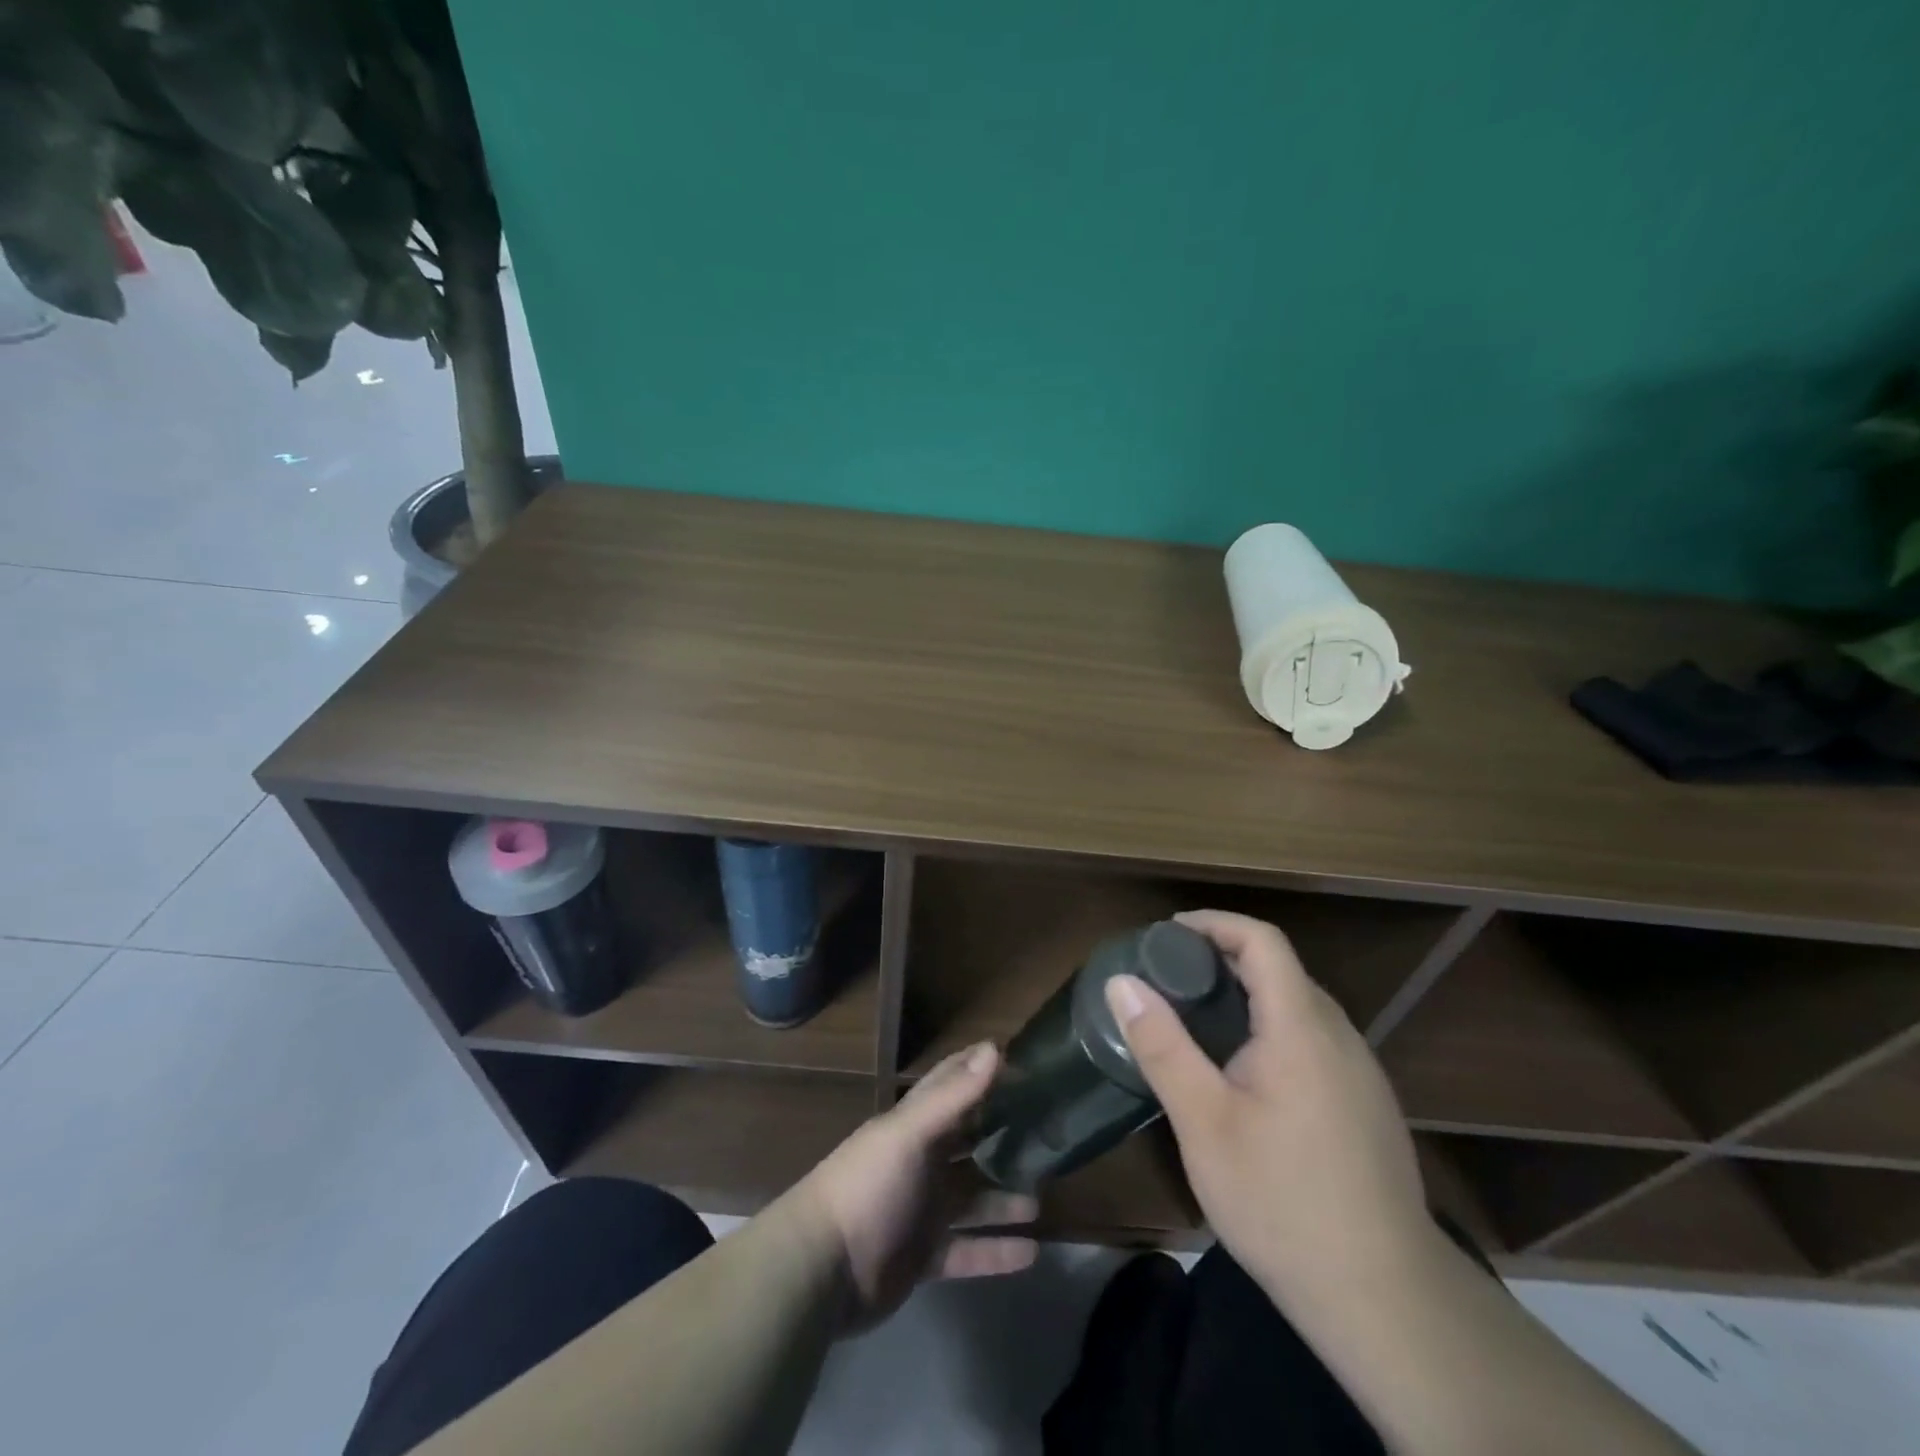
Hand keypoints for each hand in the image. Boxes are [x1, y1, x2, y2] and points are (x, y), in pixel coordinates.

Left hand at [786, 1042, 1039, 1330]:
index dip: (979, 1069)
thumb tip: (995, 1048)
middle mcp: (921, 1161)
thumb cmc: (868, 1187)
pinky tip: (1033, 1253)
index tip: (1023, 1060)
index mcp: (914, 1125)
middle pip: (969, 1142)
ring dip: (1005, 1197)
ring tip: (1044, 1196)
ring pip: (974, 1197)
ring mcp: (923, 1210)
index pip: (950, 1084)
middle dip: (1003, 1135)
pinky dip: (997, 1251)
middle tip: (1049, 1133)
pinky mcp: (925, 1256)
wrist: (822, 1271)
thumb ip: (954, 1096)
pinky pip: (969, 1250)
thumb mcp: (910, 1134)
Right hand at [1106, 910, 1430, 1303]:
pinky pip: (1312, 1039)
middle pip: (1280, 969)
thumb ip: (1163, 1046)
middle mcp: (1338, 1036)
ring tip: (1196, 1019)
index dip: (1214, 923)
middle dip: (1222, 958)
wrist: (1386, 1300)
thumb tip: (1121, 982)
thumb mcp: (1204, 1123)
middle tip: (1168, 977)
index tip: (1167, 933)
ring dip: (1247, 994)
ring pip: (1298, 1006)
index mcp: (1301, 1027)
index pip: (1262, 941)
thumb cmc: (1283, 1201)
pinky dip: (1270, 1028)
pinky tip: (1242, 1072)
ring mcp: (1359, 1072)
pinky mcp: (1366, 1104)